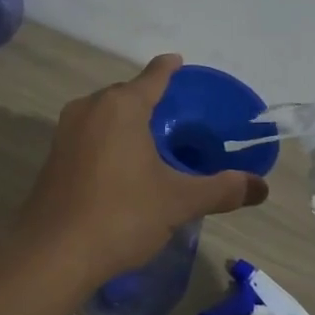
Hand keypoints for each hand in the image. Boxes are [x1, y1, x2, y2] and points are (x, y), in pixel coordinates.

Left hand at [15, 55, 269, 286]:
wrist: (53, 253)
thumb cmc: (121, 215)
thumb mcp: (178, 202)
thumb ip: (221, 190)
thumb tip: (261, 187)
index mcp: (121, 106)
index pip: (152, 76)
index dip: (168, 68)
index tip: (178, 61)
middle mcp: (90, 108)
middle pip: (126, 94)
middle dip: (148, 99)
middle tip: (175, 114)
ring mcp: (66, 131)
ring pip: (104, 114)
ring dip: (126, 120)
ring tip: (150, 139)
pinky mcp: (53, 156)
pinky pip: (89, 134)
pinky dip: (108, 139)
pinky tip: (121, 164)